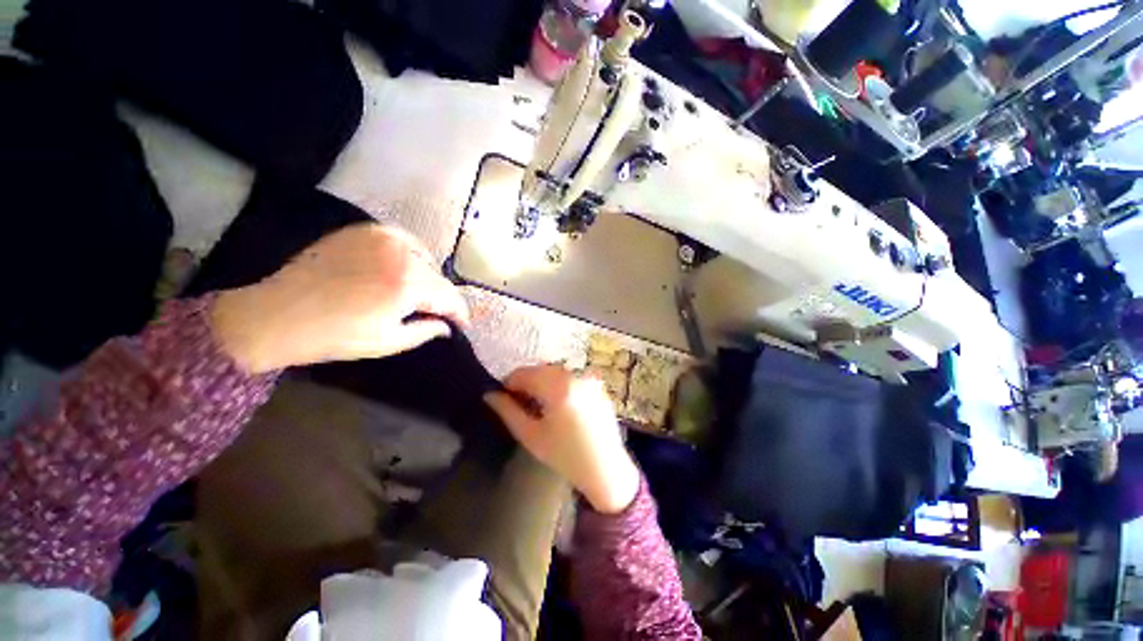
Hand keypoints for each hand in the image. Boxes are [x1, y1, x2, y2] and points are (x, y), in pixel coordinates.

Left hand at [210, 224, 469, 372]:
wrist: (278, 314)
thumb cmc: (336, 335)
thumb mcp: (389, 341)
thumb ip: (427, 331)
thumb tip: (447, 326)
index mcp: (408, 284)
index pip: (450, 297)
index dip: (460, 313)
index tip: (462, 325)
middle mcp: (401, 254)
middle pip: (439, 278)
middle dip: (443, 298)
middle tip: (440, 314)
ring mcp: (382, 237)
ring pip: (424, 258)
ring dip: (429, 278)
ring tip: (420, 293)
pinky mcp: (365, 230)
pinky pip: (404, 240)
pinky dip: (412, 254)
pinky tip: (405, 267)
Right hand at [484, 365, 639, 513]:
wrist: (606, 469)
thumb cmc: (565, 456)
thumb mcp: (531, 436)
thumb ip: (508, 411)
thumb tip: (489, 395)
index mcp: (559, 387)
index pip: (525, 373)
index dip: (509, 383)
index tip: (503, 398)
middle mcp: (576, 376)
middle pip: (541, 370)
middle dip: (527, 382)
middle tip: (519, 403)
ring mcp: (589, 379)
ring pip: (556, 372)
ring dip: (542, 382)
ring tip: (538, 405)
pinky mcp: (597, 385)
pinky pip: (571, 377)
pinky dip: (559, 384)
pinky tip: (557, 405)